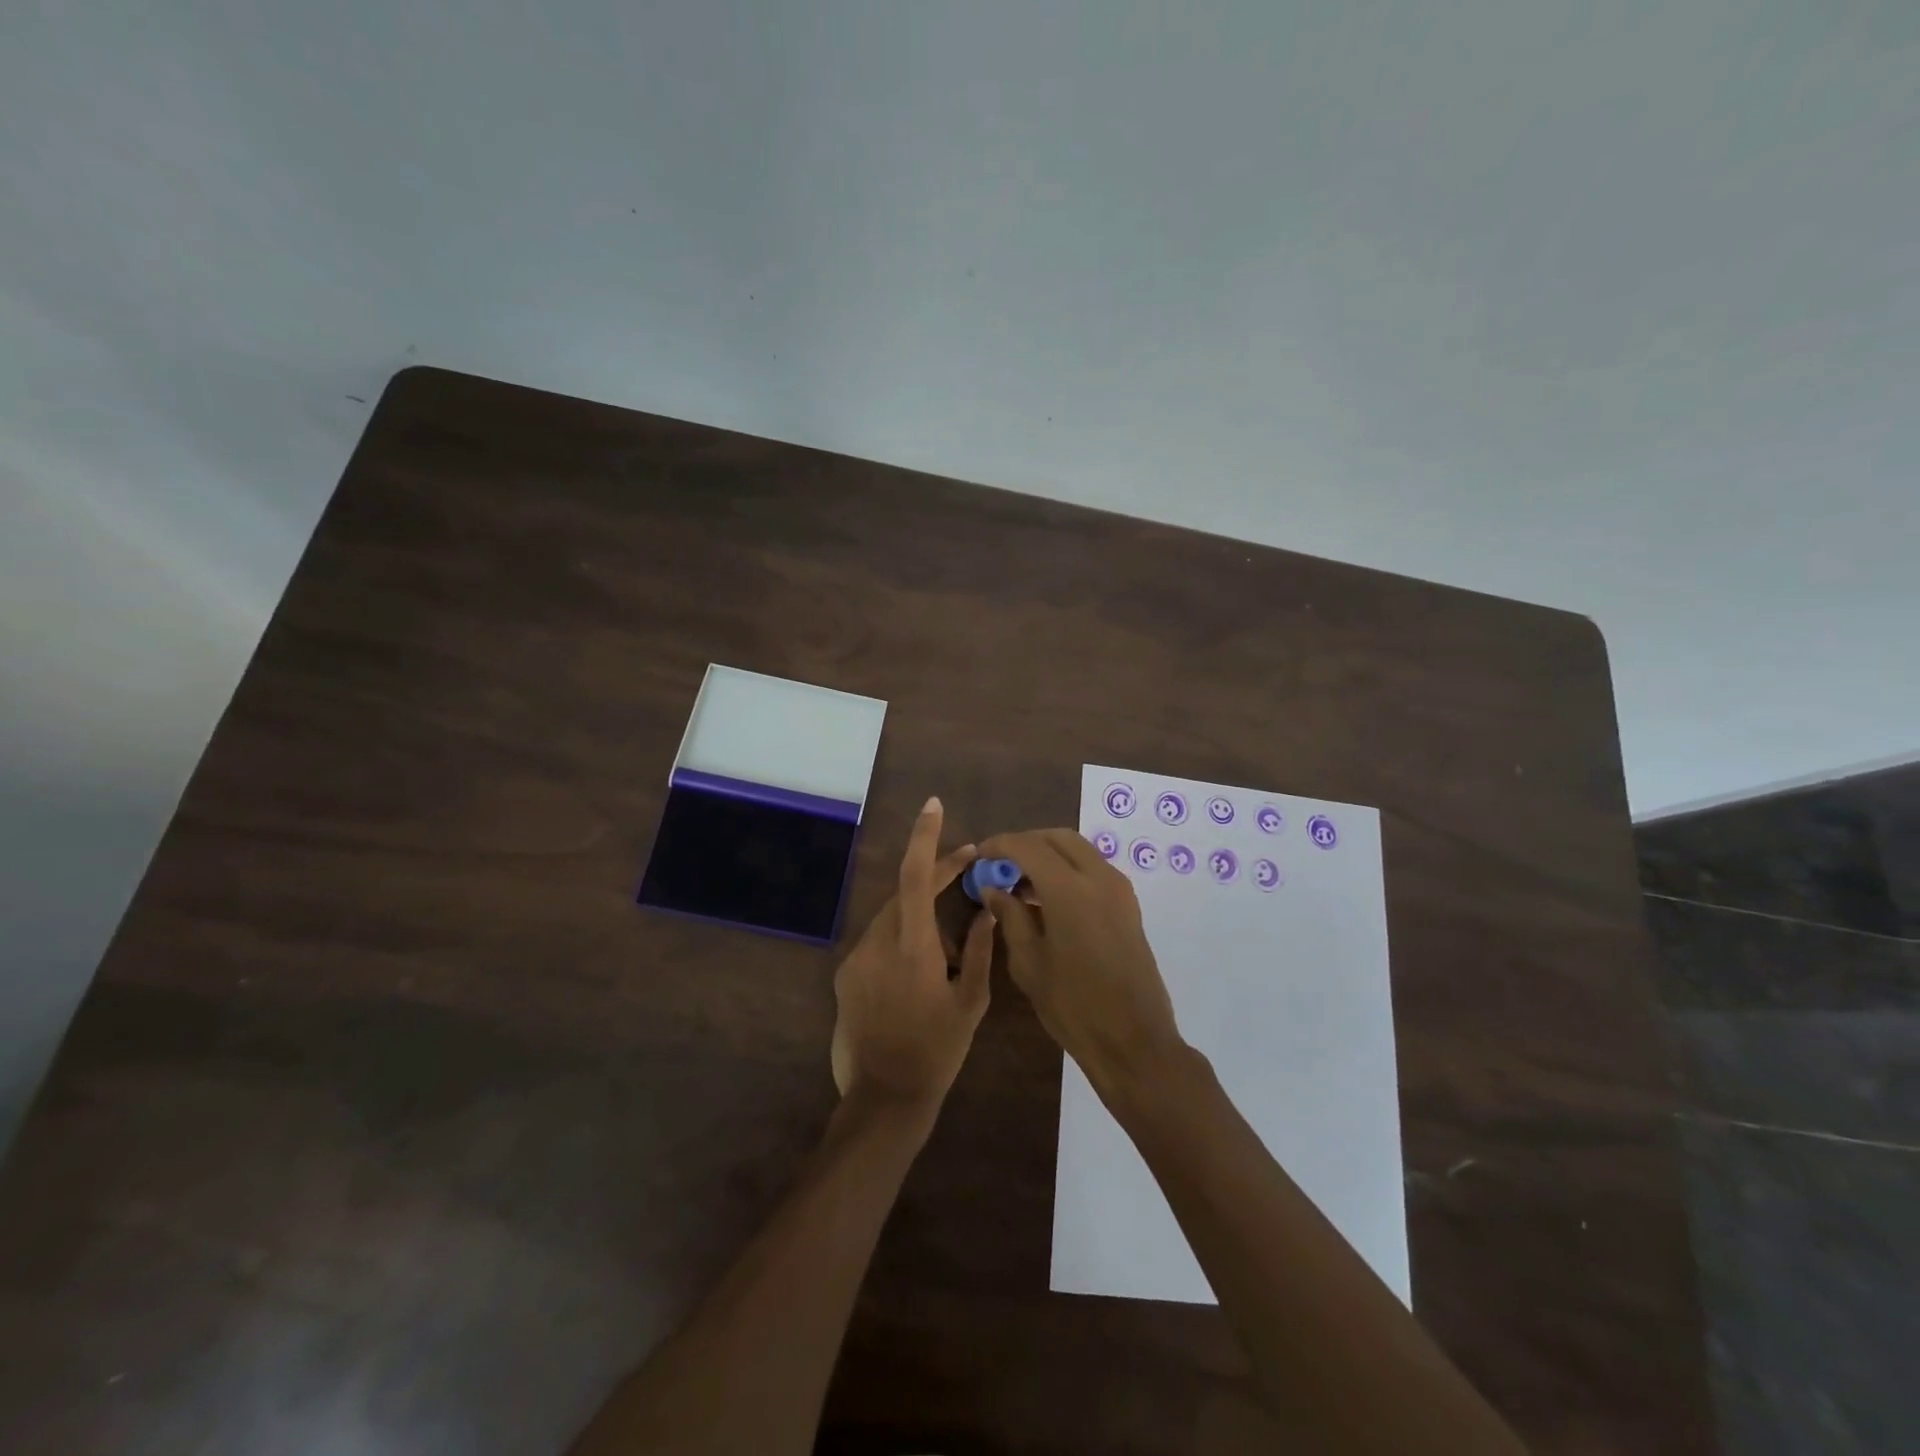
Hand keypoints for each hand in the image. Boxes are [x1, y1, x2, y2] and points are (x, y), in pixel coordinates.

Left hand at [831, 797, 994, 1114]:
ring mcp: (856, 958)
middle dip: (934, 876)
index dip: (925, 838)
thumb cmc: (937, 1050)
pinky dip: (900, 940)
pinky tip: (918, 970)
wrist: (884, 1097)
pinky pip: (877, 941)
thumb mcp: (971, 1002)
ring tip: (947, 945)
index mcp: (912, 946)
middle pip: (904, 892)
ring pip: (891, 917)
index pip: (915, 876)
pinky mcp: (845, 975)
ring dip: (918, 915)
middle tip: (966, 869)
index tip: (933, 806)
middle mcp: (877, 942)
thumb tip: (987, 912)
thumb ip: (981, 951)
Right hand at [977, 828, 1184, 1099]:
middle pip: (1058, 838)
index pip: (1028, 846)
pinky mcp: (1128, 904)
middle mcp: (1099, 877)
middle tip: (1001, 864)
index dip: (1000, 845)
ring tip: (1020, 883)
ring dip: (1048, 855)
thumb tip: (993, 887)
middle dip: (1026, 843)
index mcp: (1069, 890)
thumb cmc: (1073, 1006)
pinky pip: (1093, 869)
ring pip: (1078, 850)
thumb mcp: (1029, 963)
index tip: (980, 855)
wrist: (1134, 1040)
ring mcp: (1119, 889)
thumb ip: (1010, 916)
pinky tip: (1047, 899)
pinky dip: (1068, 869)